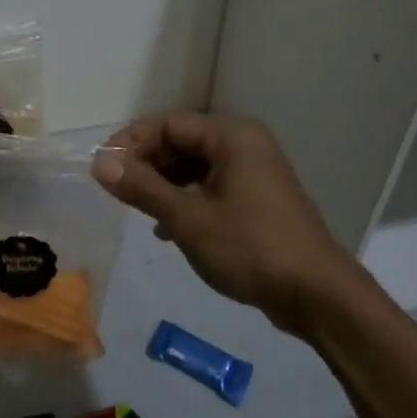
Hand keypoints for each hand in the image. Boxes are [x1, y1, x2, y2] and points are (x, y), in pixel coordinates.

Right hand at [92, 112, 367, 335]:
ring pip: (195, 165)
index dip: (130, 142)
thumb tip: (100, 164)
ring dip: (164, 183)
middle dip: (146, 163)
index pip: (167, 123)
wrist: (316, 294)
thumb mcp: (187, 219)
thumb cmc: (249, 248)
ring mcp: (254, 170)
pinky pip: (211, 184)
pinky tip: (167, 227)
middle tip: (116, 191)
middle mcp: (244, 143)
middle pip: (181, 141)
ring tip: (138, 209)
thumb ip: (142, 188)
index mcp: (231, 136)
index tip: (102, 169)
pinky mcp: (258, 197)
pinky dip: (186, 198)